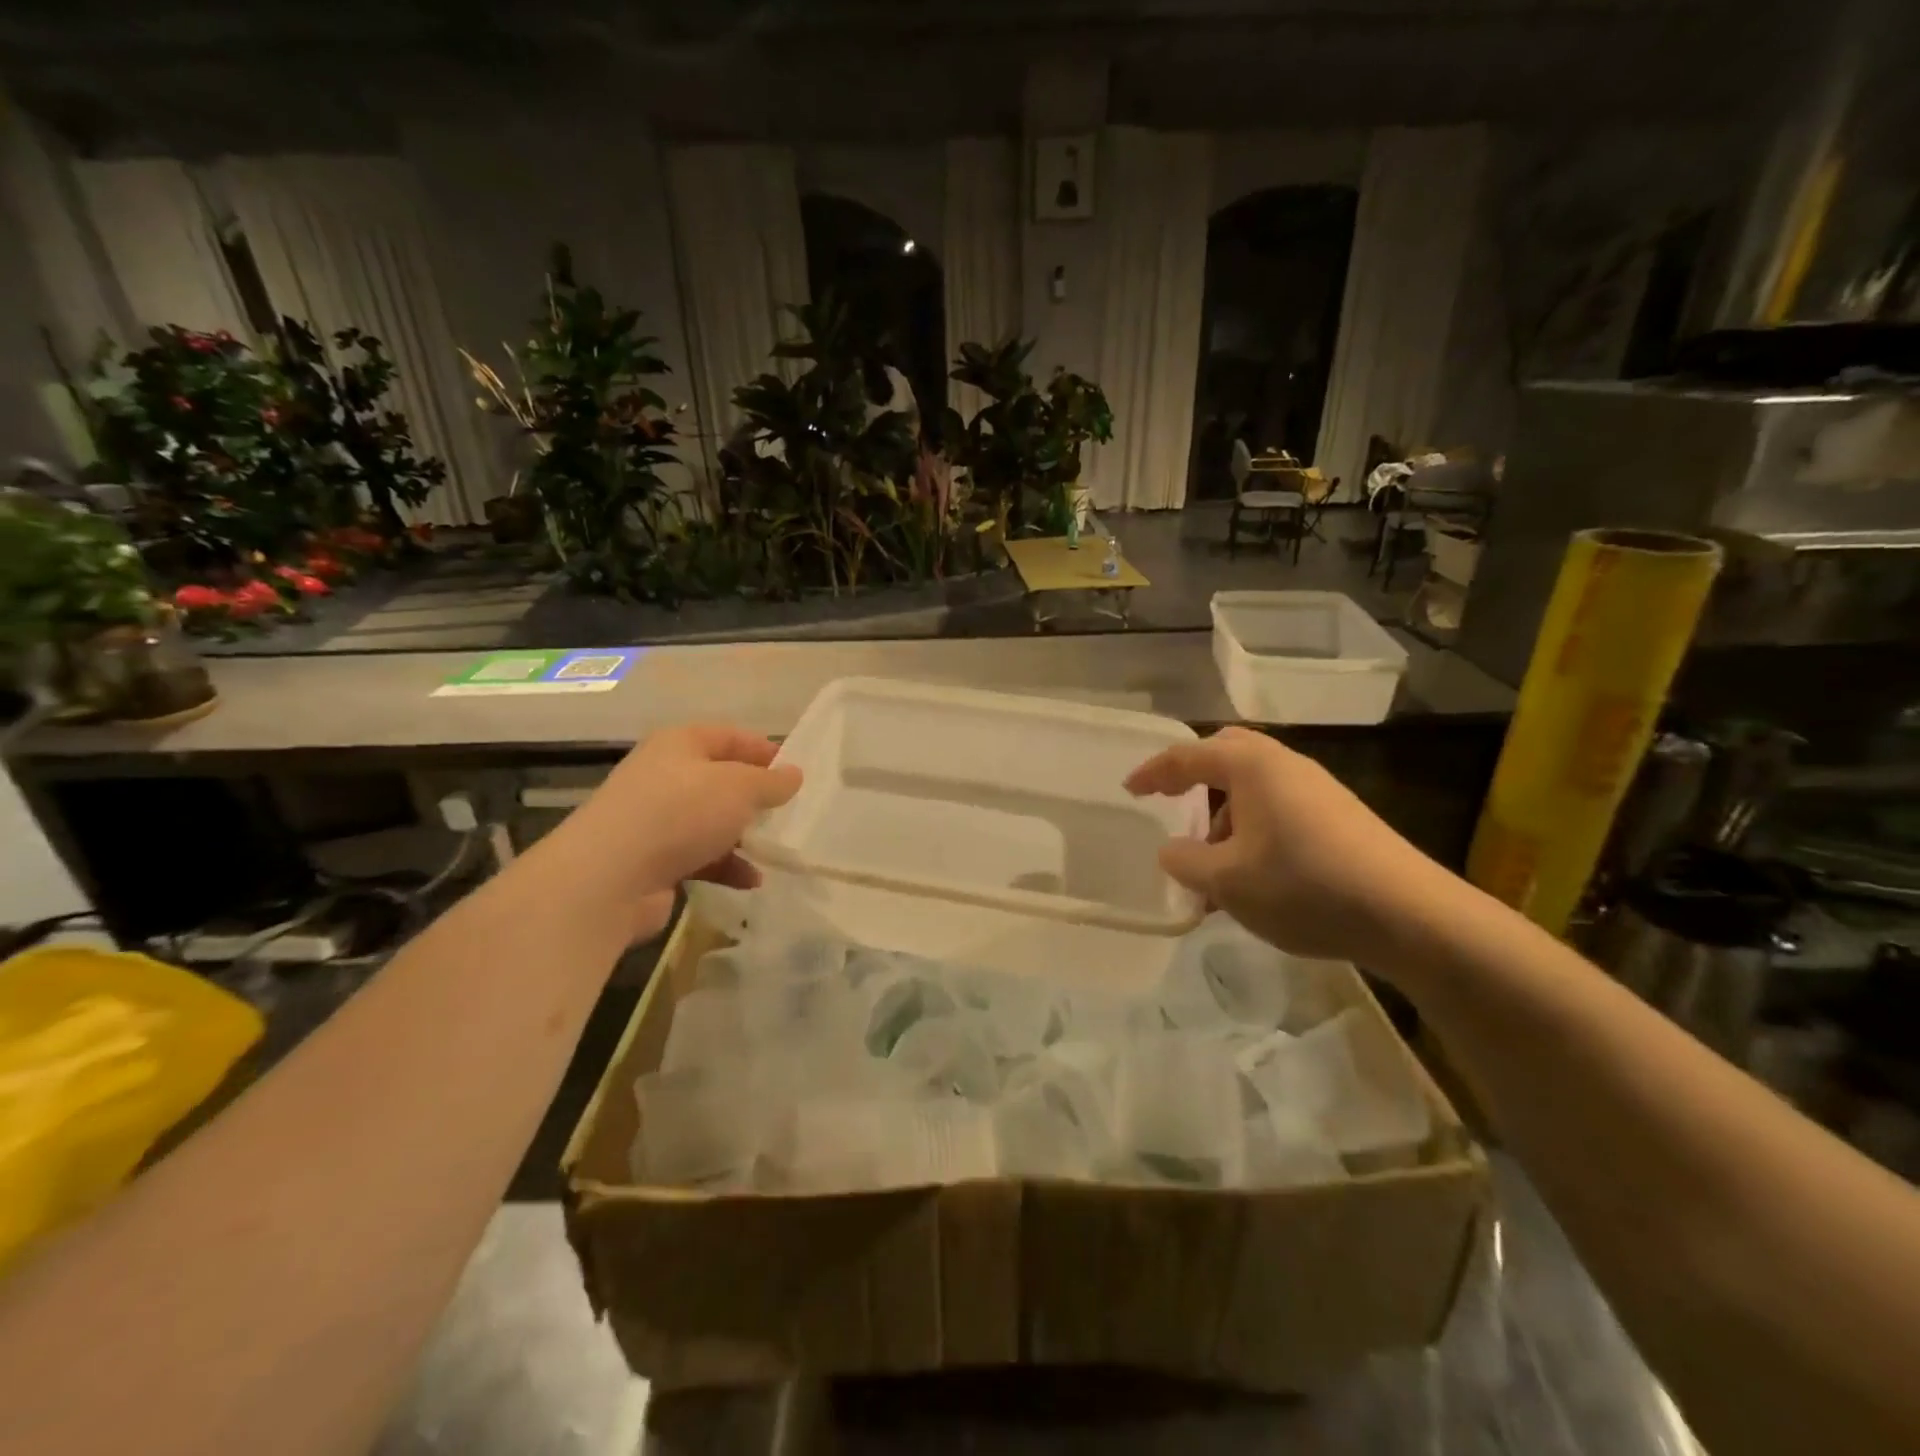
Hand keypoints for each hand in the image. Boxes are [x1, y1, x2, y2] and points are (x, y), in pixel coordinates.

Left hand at [560, 723, 801, 941]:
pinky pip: (699, 857)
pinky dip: (726, 866)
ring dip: (742, 835)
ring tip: (774, 849)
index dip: (763, 750)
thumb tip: (794, 774)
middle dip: (753, 797)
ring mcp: (654, 820)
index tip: (795, 771)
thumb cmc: (680, 813)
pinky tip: (750, 881)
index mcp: (679, 744)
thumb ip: (771, 782)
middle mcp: (664, 776)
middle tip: (788, 811)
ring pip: (709, 821)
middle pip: (719, 780)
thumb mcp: (739, 788)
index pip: (729, 736)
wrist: (609, 878)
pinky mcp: (651, 860)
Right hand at [1125, 727, 1451, 963]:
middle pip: (1226, 755)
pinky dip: (1252, 831)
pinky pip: (1279, 809)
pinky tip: (1253, 877)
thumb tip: (1172, 850)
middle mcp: (1284, 765)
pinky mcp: (1339, 817)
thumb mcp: (1226, 881)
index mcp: (1251, 765)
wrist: (1408, 914)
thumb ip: (1185, 861)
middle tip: (1172, 804)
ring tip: (1213, 865)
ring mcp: (1317, 789)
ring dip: (1224, 815)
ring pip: (1254, 787)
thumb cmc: (1303, 885)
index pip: (1187, 755)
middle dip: (1194, 779)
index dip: (1152, 772)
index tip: (1129, 791)